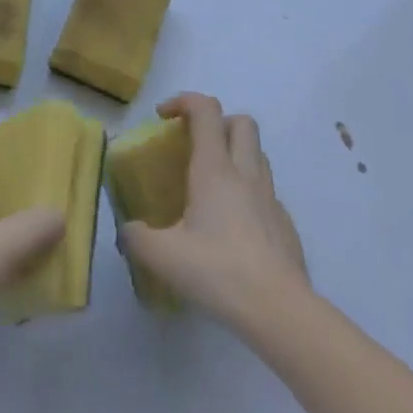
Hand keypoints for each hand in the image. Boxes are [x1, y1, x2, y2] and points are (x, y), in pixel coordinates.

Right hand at [119, 93, 308, 329]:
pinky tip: (233, 225)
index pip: (205, 110)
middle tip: (194, 145)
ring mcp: (270, 198)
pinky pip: (266, 191)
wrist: (280, 311)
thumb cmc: (219, 272)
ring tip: (211, 184)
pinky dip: (248, 191)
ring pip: (257, 154)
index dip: (183, 101)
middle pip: (241, 122)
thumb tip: (128, 230)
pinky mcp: (284, 224)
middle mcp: (245, 173)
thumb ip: (137, 237)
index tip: (163, 117)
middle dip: (216, 122)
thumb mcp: (163, 257)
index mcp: (215, 170)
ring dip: (235, 153)